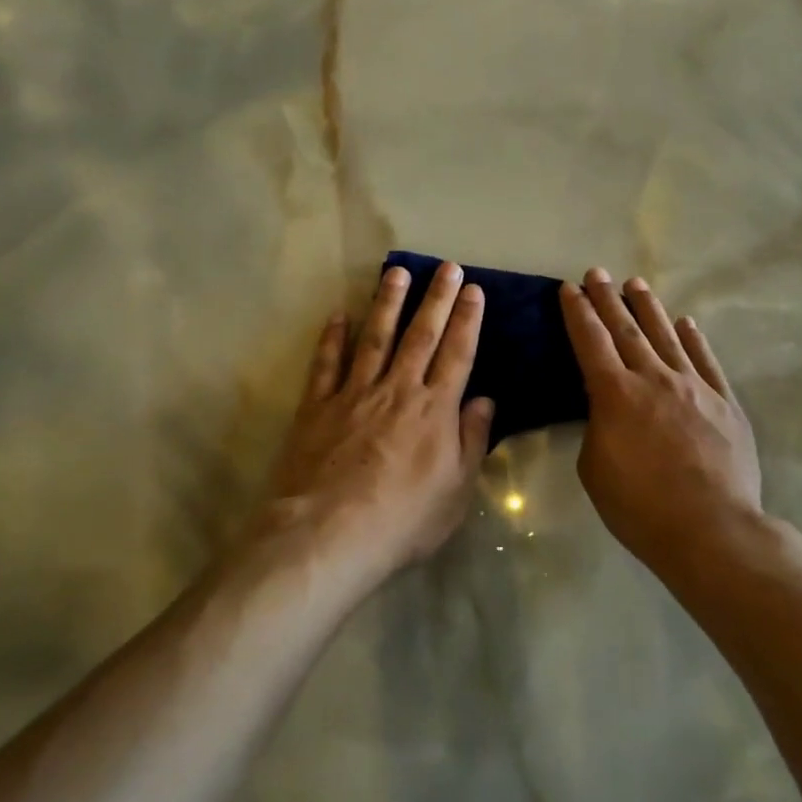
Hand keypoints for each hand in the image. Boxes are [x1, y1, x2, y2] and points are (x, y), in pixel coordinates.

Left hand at [255, 263, 494, 581]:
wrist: (328, 535)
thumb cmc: (402, 521)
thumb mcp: (456, 491)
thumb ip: (472, 441)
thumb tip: (484, 399)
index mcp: (435, 410)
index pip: (457, 354)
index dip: (467, 319)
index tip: (474, 290)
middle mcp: (397, 390)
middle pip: (421, 335)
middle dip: (436, 298)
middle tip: (446, 266)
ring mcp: (354, 394)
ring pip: (375, 338)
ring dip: (387, 303)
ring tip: (397, 272)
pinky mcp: (317, 406)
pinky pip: (327, 363)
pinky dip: (333, 337)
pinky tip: (339, 314)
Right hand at [560, 268, 763, 568]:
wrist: (711, 528)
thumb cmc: (640, 507)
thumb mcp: (595, 468)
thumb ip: (597, 428)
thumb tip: (607, 409)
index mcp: (615, 394)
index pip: (590, 341)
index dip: (577, 312)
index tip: (569, 288)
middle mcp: (654, 378)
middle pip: (626, 329)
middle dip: (608, 299)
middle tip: (597, 273)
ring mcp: (693, 386)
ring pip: (667, 336)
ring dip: (648, 308)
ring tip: (636, 284)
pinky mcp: (724, 402)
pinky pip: (706, 361)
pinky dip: (694, 339)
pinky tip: (686, 323)